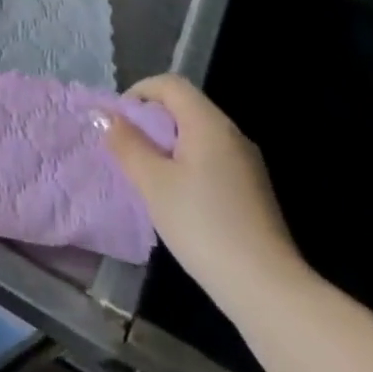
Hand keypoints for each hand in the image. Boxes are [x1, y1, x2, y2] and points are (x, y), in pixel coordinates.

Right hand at [101, 75, 310, 313]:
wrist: (266, 288)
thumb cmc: (202, 225)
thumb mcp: (153, 183)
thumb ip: (127, 144)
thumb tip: (106, 116)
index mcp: (209, 124)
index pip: (171, 84)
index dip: (139, 92)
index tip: (118, 121)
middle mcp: (232, 134)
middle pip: (185, 107)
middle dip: (151, 120)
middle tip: (126, 149)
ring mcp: (246, 163)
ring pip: (198, 134)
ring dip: (167, 144)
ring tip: (146, 174)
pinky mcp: (251, 189)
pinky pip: (211, 158)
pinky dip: (186, 163)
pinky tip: (176, 197)